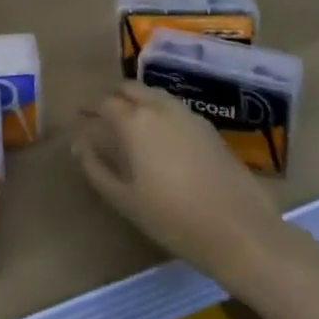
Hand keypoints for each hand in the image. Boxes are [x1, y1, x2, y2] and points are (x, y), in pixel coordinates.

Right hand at [73, 84, 287, 282]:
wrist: (239, 229)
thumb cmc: (172, 218)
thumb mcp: (124, 199)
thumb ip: (96, 167)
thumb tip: (79, 144)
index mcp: (134, 121)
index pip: (104, 103)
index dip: (90, 109)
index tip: (81, 119)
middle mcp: (159, 107)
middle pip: (131, 88)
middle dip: (115, 97)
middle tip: (105, 117)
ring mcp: (188, 114)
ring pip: (155, 95)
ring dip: (139, 101)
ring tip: (132, 125)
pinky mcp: (209, 127)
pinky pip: (175, 108)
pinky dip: (161, 112)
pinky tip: (163, 138)